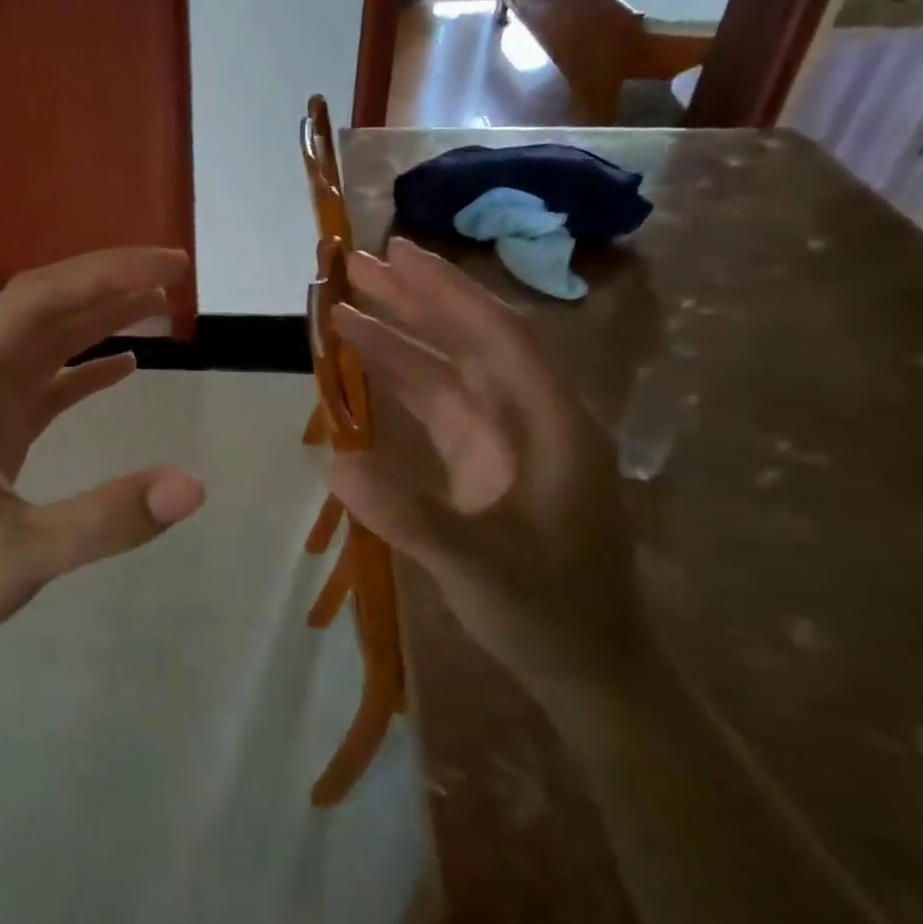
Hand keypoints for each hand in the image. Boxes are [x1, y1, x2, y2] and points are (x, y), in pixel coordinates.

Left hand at [0, 249, 205, 665]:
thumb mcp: (20, 556)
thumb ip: (105, 521)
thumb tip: (192, 486)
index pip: (37, 302)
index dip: (104, 275)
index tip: (169, 268)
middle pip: (42, 309)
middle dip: (107, 284)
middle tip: (175, 276)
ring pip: (43, 343)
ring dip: (98, 319)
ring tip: (159, 305)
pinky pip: (41, 385)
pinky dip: (83, 370)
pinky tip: (124, 365)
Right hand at [327, 238, 649, 711]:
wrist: (589, 667)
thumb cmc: (549, 615)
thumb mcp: (479, 570)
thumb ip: (409, 516)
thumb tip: (333, 464)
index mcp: (554, 426)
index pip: (499, 337)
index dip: (447, 293)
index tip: (397, 256)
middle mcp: (534, 419)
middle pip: (473, 341)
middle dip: (416, 301)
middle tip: (357, 267)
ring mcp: (509, 442)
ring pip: (451, 371)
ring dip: (402, 338)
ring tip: (343, 309)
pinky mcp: (487, 464)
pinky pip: (441, 406)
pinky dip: (403, 382)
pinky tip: (366, 366)